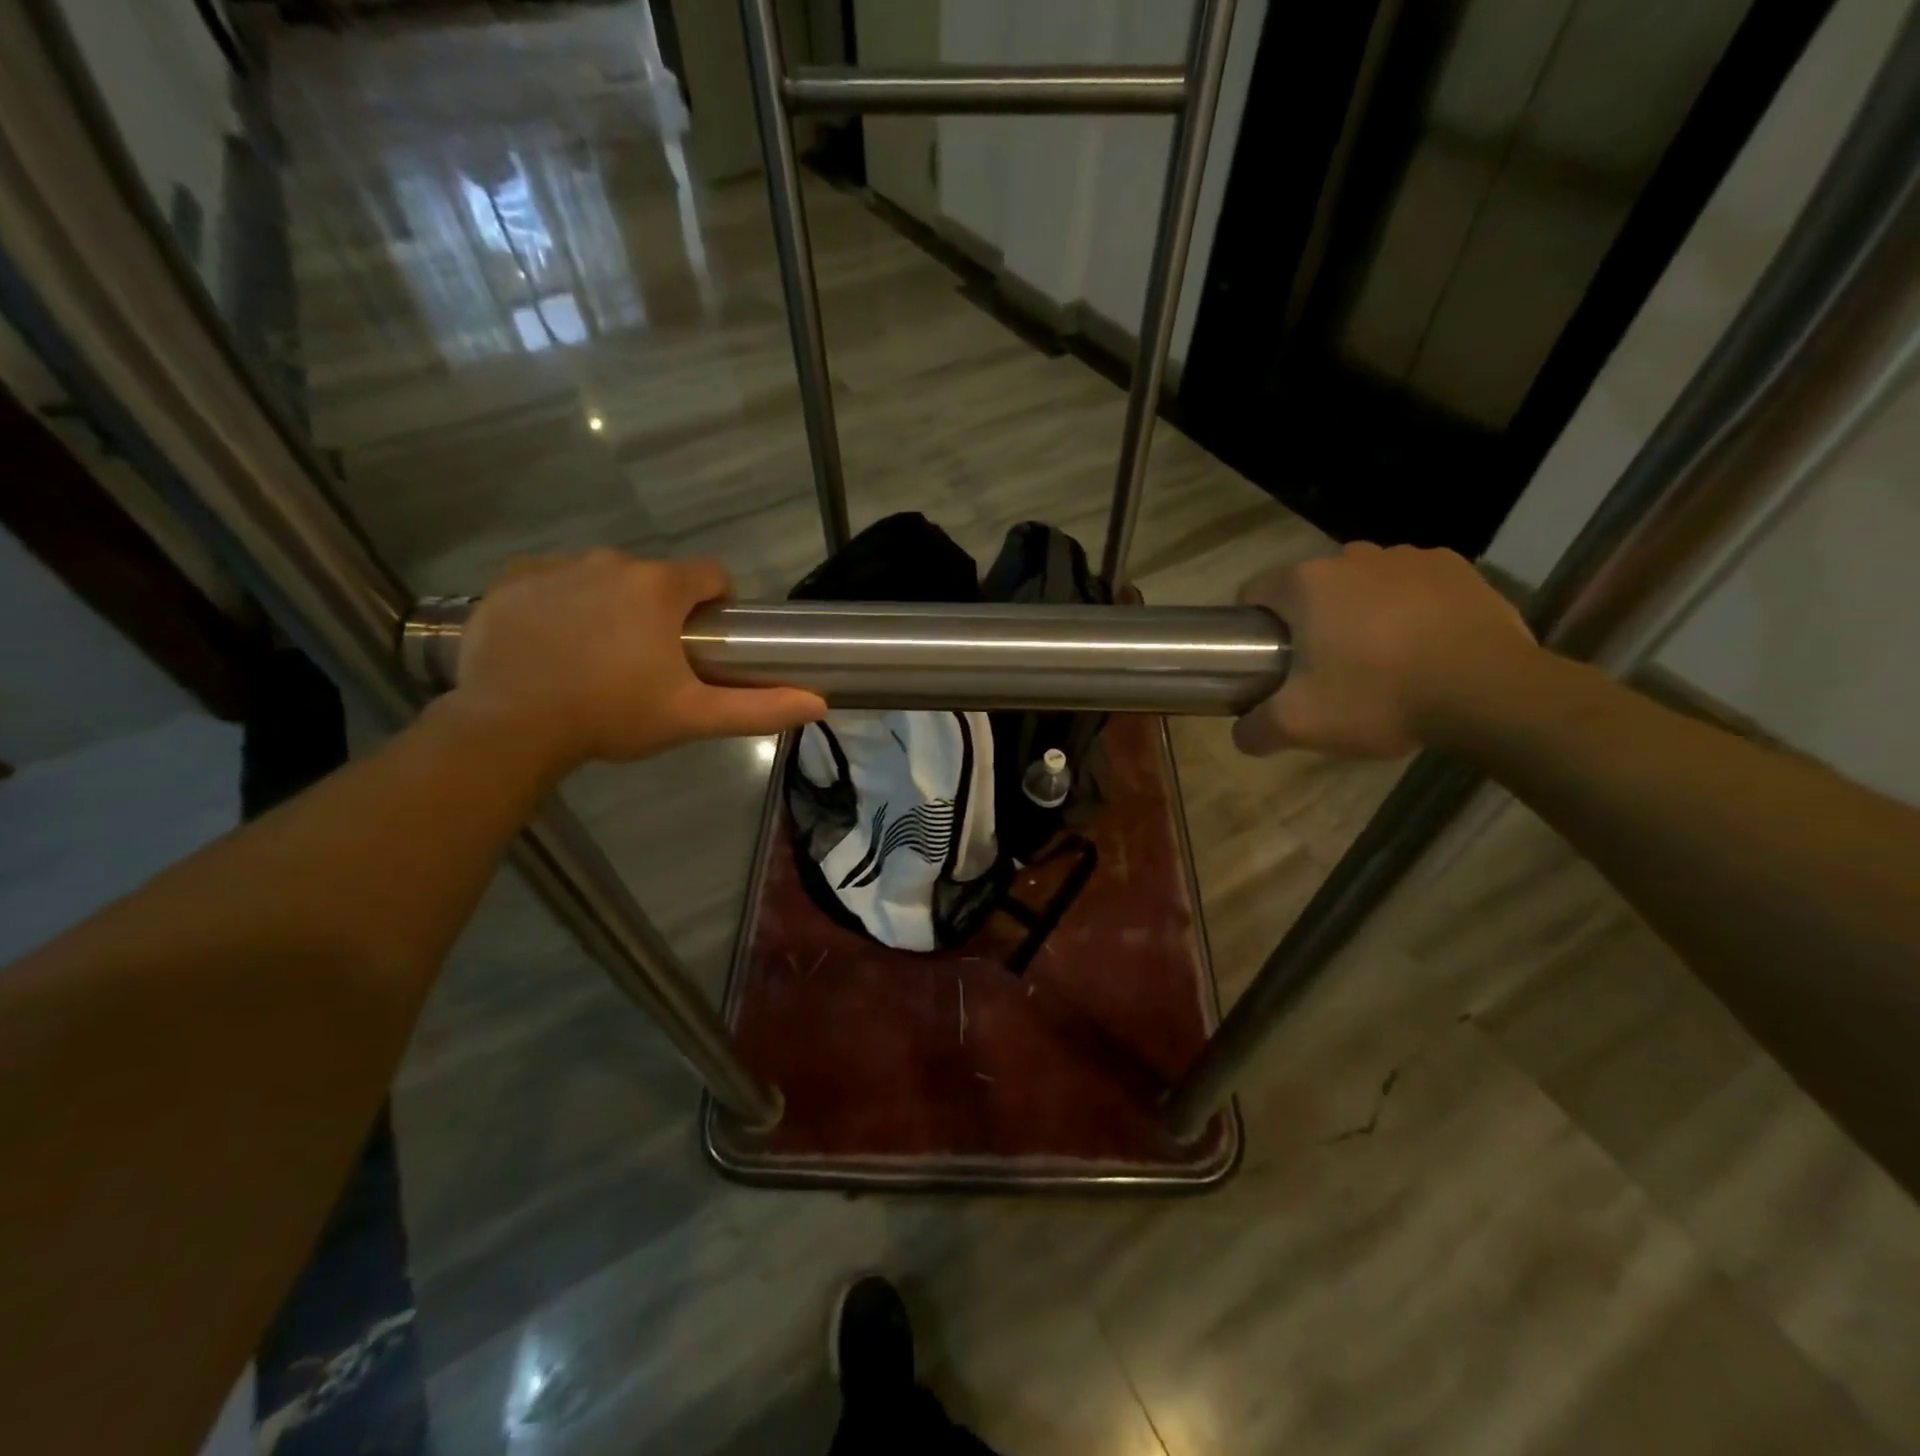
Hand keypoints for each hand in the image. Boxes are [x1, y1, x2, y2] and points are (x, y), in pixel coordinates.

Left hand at [451, 551, 824, 772]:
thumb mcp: (693, 716)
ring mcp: (556, 566)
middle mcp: (610, 561)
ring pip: (604, 578)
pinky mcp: (511, 580)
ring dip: (612, 606)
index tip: (704, 643)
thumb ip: (760, 708)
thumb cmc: (612, 716)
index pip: (711, 575)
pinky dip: (561, 604)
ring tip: (597, 658)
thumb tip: (820, 703)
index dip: (717, 606)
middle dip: (661, 612)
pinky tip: (554, 645)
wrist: (510, 727)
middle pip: (656, 579)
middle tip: (649, 664)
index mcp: (659, 587)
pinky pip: (553, 581)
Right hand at [1234, 543, 1537, 758]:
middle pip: (1311, 590)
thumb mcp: (1299, 725)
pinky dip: (1409, 608)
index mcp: (1306, 584)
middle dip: (1310, 623)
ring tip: (1379, 659)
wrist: (1487, 693)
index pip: (1255, 594)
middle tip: (1324, 670)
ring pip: (1363, 585)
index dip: (1254, 629)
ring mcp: (1409, 557)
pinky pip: (1413, 585)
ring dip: (1360, 613)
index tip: (1269, 662)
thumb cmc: (1378, 697)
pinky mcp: (1458, 568)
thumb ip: (1255, 730)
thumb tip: (1242, 733)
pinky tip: (1422, 645)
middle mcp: (1352, 556)